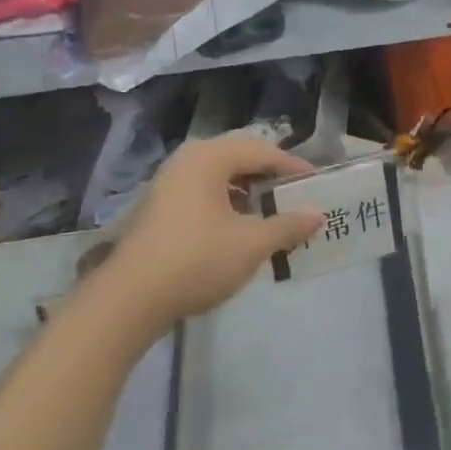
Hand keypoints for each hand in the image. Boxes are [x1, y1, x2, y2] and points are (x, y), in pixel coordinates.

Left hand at [105, 133, 321, 327]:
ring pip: (221, 177)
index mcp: (209, 158)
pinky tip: (243, 229)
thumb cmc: (198, 260)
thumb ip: (287, 226)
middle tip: (297, 196)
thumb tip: (317, 214)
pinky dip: (229, 204)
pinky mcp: (162, 208)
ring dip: (250, 192)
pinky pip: (205, 194)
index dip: (293, 167)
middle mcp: (187, 161)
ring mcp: (170, 184)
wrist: (132, 298)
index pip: (262, 151)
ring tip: (274, 214)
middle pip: (240, 159)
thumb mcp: (252, 244)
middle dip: (270, 177)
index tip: (318, 184)